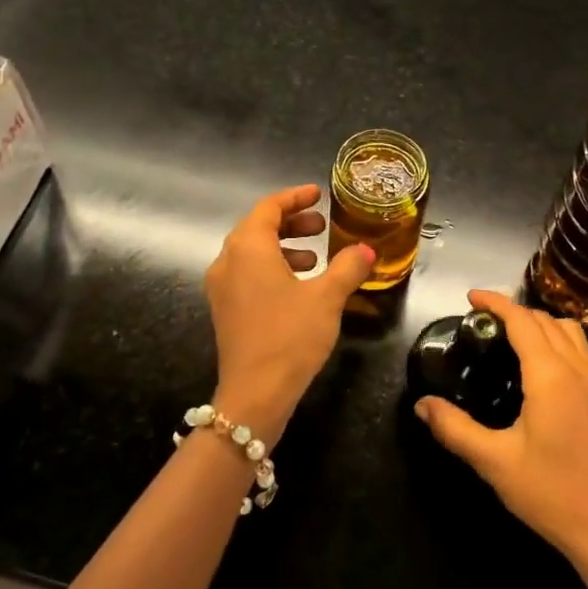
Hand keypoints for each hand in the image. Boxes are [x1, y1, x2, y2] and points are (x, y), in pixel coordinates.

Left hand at [204, 184, 372, 443]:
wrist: (255, 394)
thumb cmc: (290, 336)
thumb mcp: (327, 298)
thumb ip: (348, 267)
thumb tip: (366, 250)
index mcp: (248, 248)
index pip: (269, 207)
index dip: (295, 197)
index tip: (318, 194)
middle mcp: (228, 261)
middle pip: (258, 228)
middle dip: (292, 223)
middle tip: (322, 227)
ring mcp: (222, 287)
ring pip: (252, 253)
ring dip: (284, 247)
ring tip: (317, 258)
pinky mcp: (225, 310)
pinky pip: (248, 274)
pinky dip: (273, 268)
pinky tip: (300, 287)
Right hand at [415, 289, 587, 569]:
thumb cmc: (550, 493)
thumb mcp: (494, 462)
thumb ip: (455, 429)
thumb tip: (422, 405)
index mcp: (550, 375)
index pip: (522, 321)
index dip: (496, 303)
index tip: (470, 297)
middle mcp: (577, 369)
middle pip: (546, 320)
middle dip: (514, 310)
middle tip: (482, 320)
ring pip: (569, 331)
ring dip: (540, 321)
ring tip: (511, 334)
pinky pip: (582, 350)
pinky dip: (559, 339)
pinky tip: (543, 364)